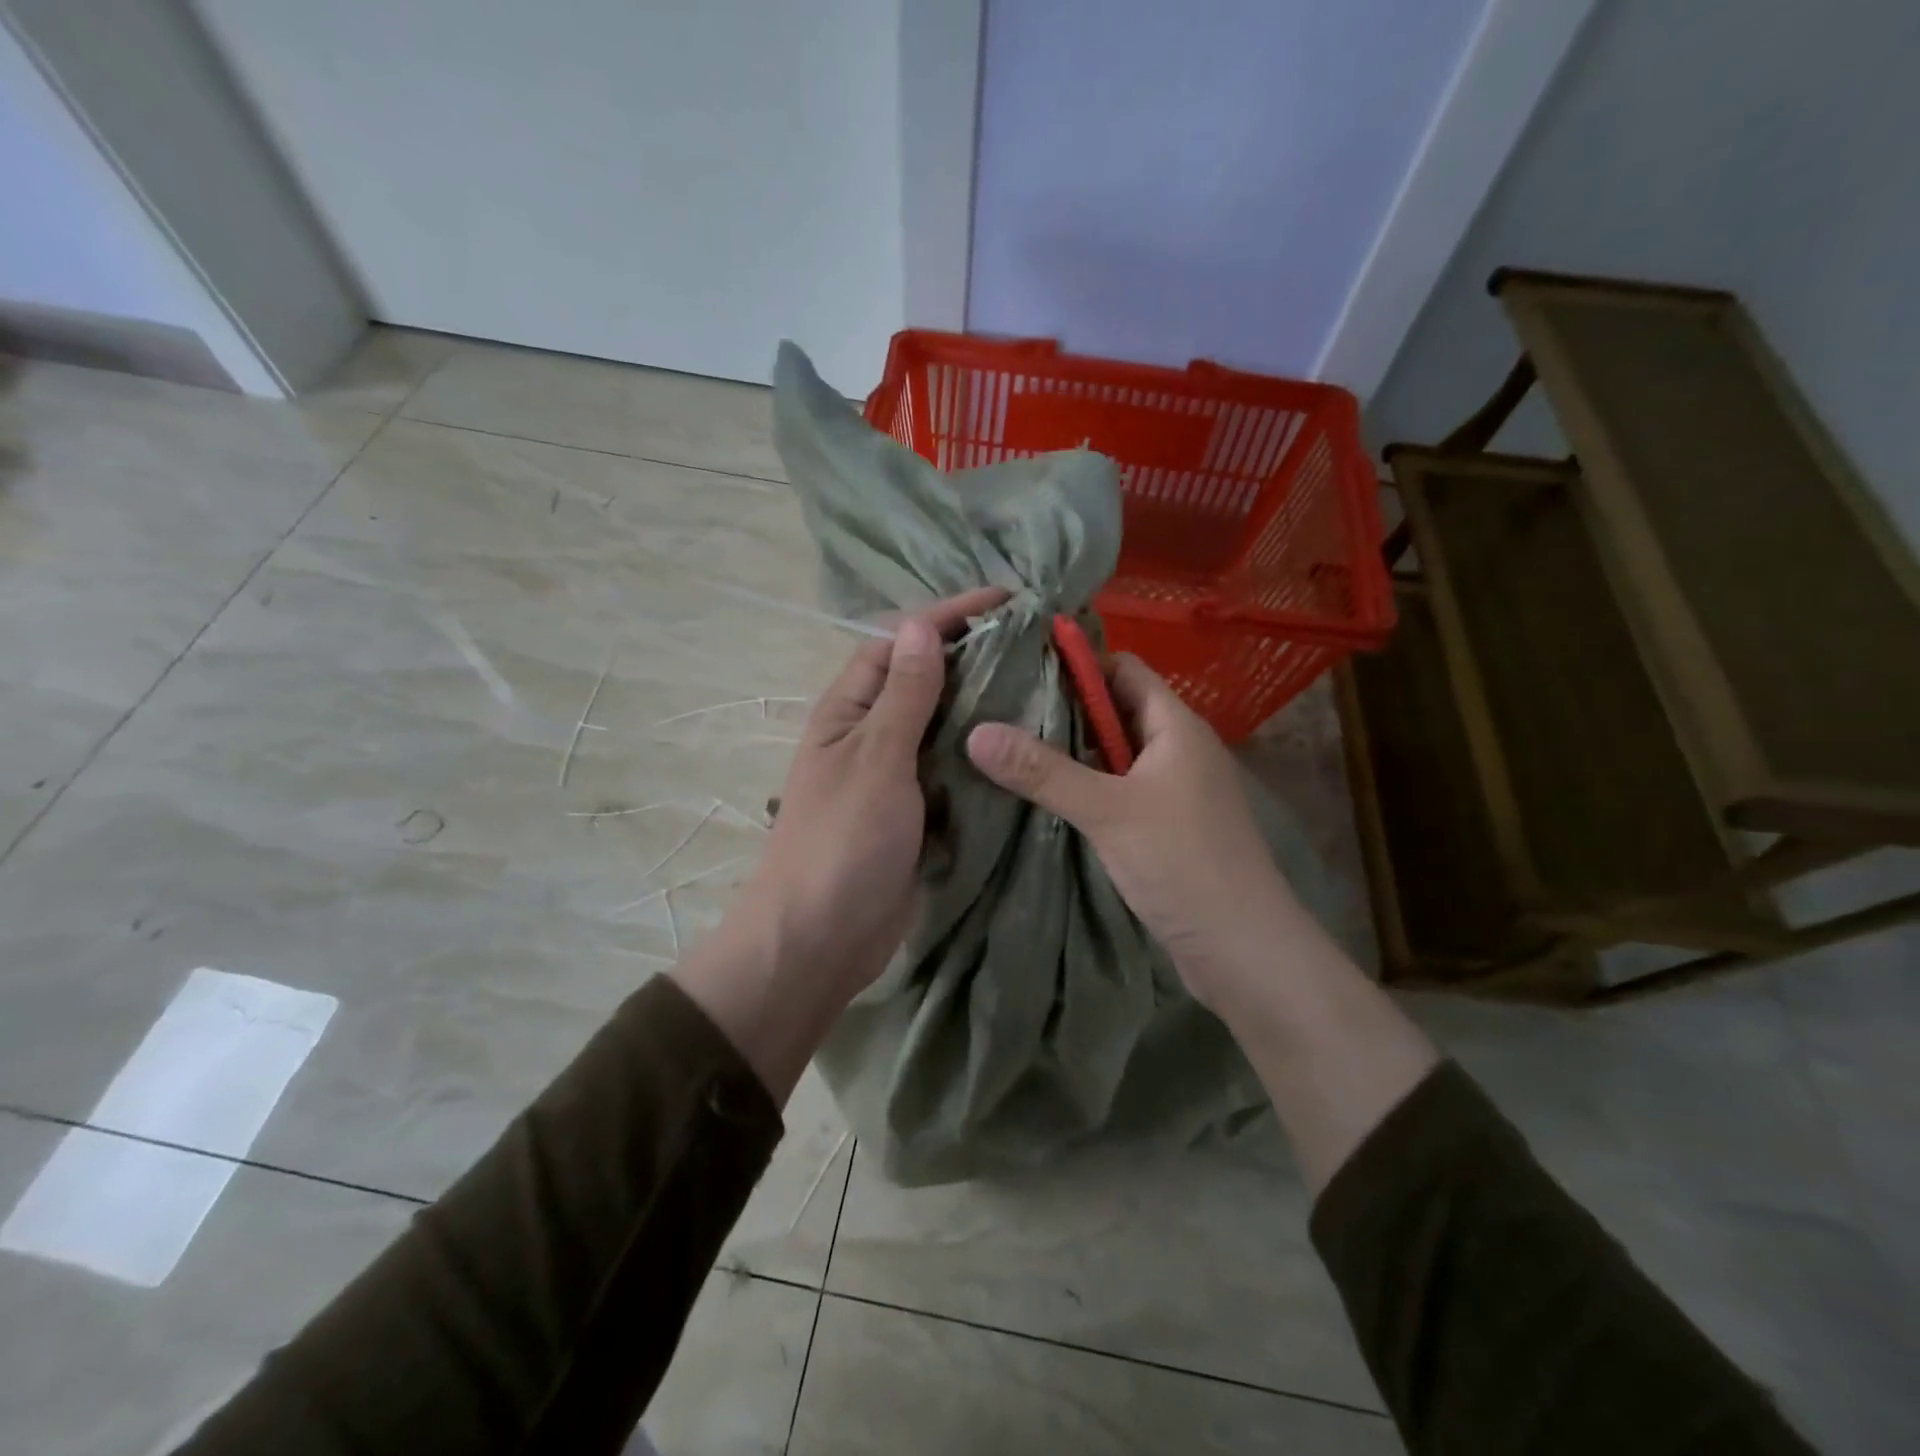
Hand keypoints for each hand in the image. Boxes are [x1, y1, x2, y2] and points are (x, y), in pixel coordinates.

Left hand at [743, 585, 1010, 995]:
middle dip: (972, 657)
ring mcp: (895, 777)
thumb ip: (903, 696)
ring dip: (981, 705)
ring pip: (943, 726)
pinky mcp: (918, 813)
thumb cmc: (842, 841)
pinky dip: (982, 755)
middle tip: (1036, 643)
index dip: (946, 616)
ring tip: (1042, 685)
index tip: (1005, 600)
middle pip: (924, 681)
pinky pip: (953, 770)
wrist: (821, 940)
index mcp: (849, 711)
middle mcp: (871, 735)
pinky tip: (1023, 745)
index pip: (898, 643)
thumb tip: (919, 625)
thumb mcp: (875, 759)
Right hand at [965, 653, 1308, 1009]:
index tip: (1020, 669)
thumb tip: (976, 732)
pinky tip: (1046, 798)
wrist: (1244, 951)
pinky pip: (1119, 790)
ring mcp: (1174, 790)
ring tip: (1010, 750)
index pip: (1124, 669)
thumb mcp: (1107, 812)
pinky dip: (1086, 787)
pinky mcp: (1166, 826)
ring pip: (1115, 754)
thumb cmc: (1184, 864)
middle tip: (1001, 711)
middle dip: (1064, 709)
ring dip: (1072, 752)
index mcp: (1176, 726)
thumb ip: (1042, 771)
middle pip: (1116, 710)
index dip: (1078, 663)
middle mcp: (1178, 749)